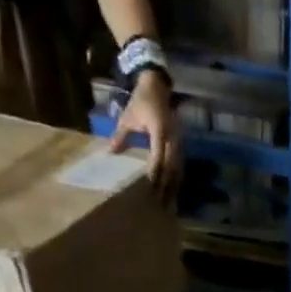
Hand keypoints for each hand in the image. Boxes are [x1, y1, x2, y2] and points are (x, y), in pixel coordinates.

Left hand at [110, 71, 182, 203]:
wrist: (157, 87)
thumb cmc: (140, 102)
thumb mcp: (127, 118)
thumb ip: (120, 137)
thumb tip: (109, 153)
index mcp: (159, 130)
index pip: (158, 157)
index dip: (155, 174)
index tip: (150, 189)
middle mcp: (172, 138)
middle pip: (171, 167)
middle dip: (166, 186)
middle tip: (160, 204)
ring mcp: (179, 142)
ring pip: (178, 169)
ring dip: (174, 187)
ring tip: (169, 204)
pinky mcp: (181, 145)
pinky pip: (180, 166)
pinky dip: (176, 180)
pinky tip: (173, 192)